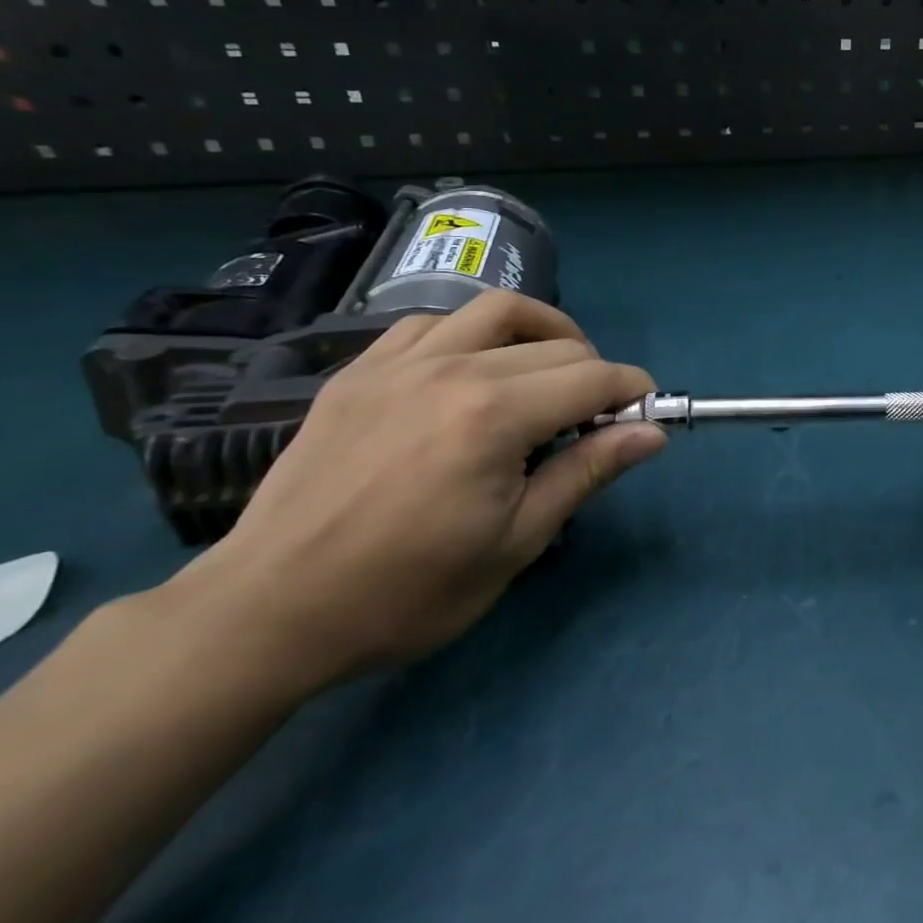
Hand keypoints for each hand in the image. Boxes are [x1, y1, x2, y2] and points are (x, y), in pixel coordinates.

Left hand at [168, 291, 665, 686]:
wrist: (271, 610)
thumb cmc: (407, 591)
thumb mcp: (515, 542)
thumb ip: (586, 472)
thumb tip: (651, 433)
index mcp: (494, 415)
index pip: (593, 377)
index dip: (633, 392)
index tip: (645, 416)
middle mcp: (452, 369)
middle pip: (557, 345)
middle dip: (596, 375)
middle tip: (597, 421)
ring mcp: (398, 364)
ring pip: (495, 311)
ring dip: (542, 332)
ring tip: (550, 372)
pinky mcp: (359, 372)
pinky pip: (431, 324)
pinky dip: (472, 335)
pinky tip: (474, 371)